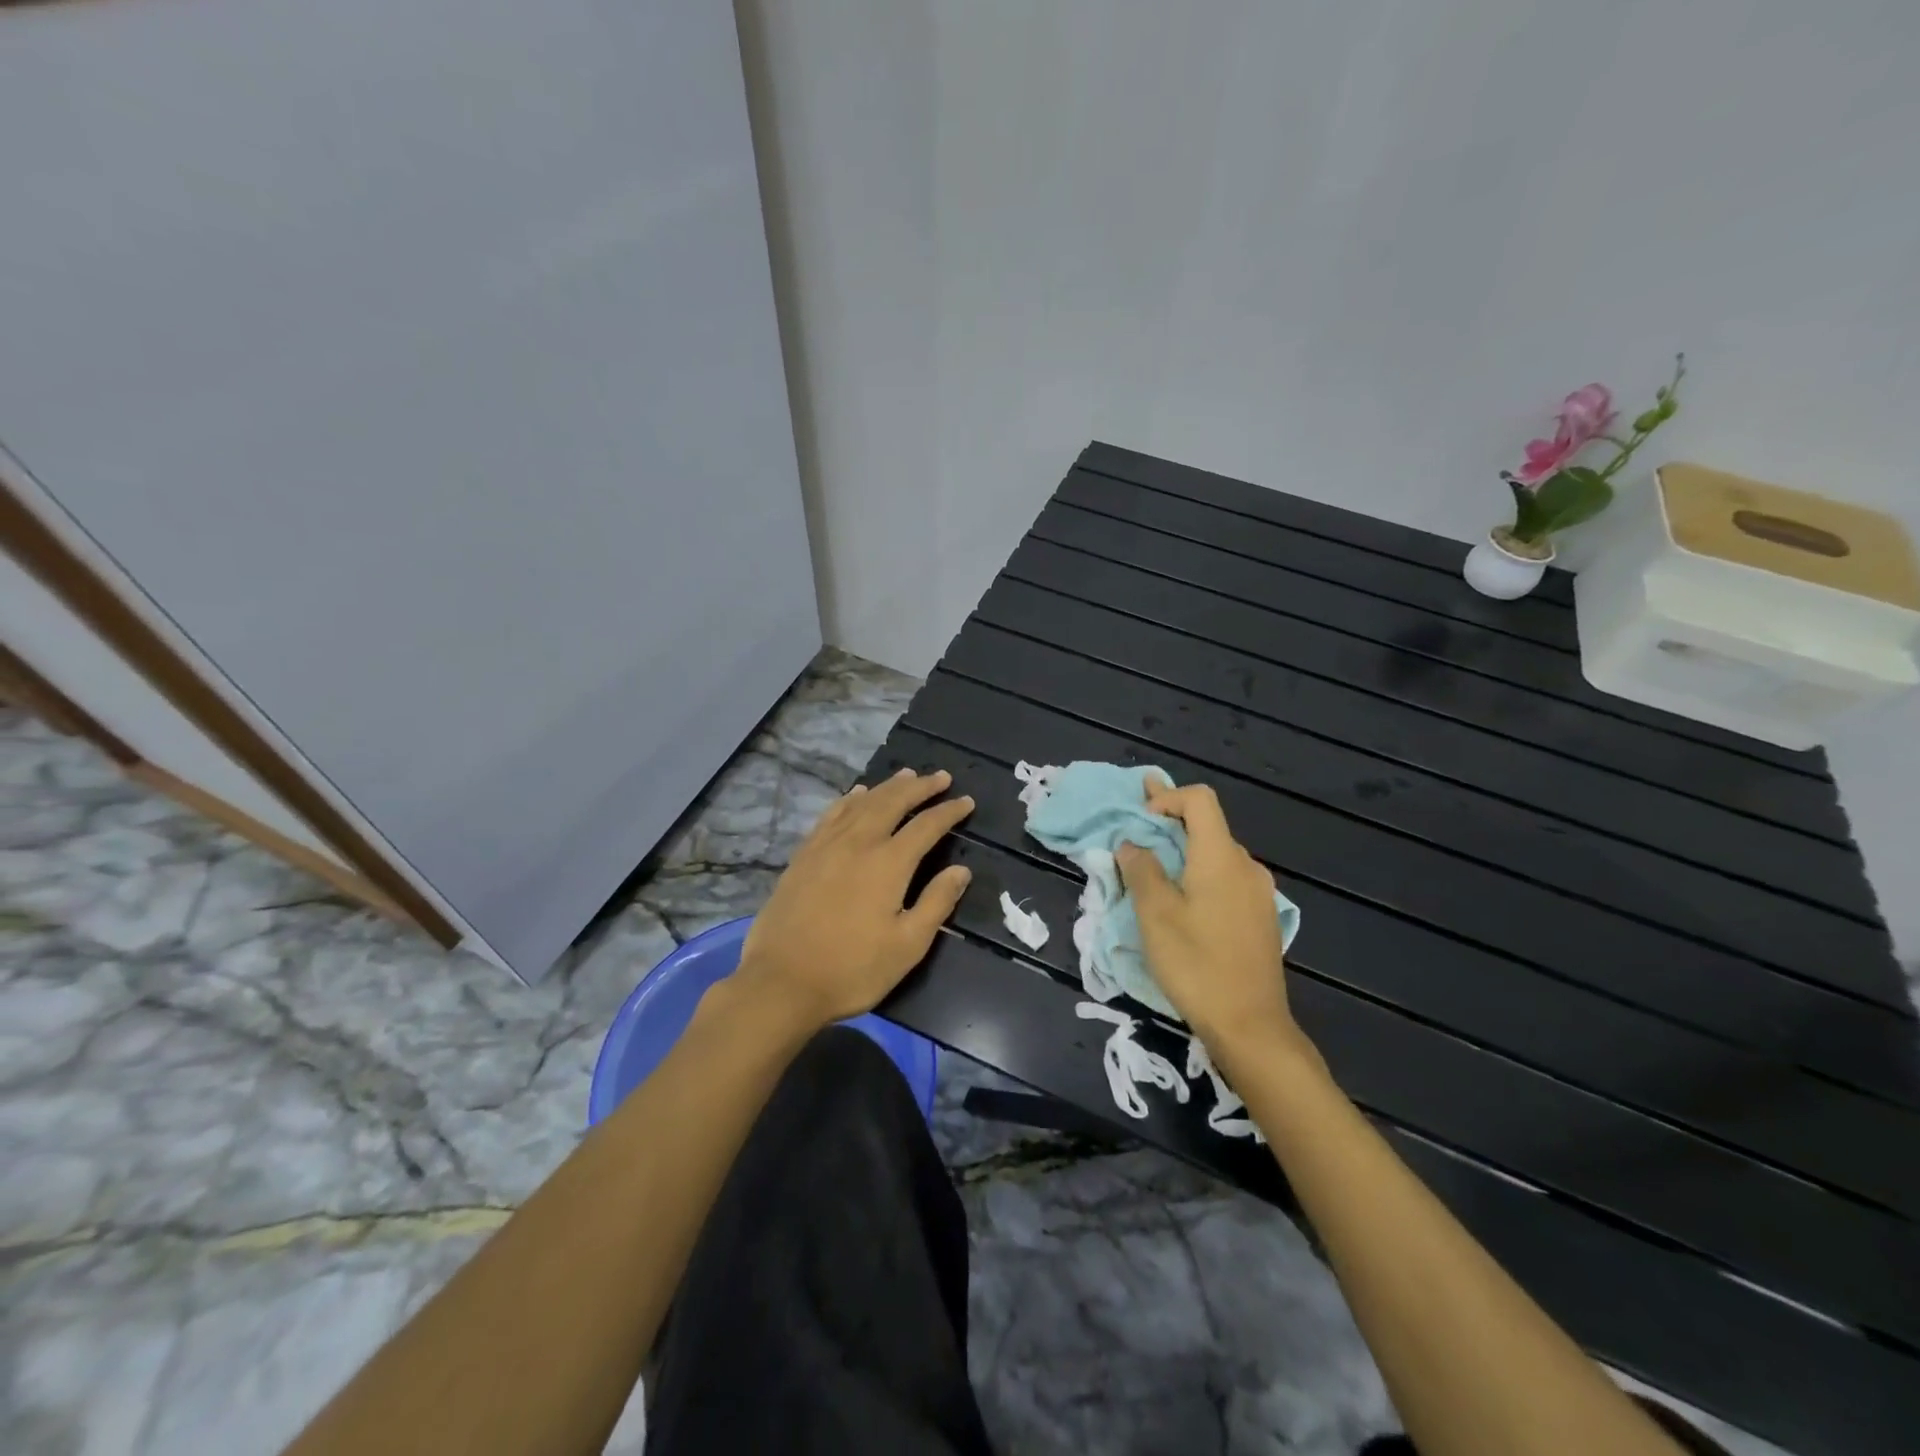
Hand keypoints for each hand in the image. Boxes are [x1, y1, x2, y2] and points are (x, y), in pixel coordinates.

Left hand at [736, 768, 974, 1028]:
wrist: (782, 982)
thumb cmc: (852, 969)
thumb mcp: (907, 946)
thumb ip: (937, 903)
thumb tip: (961, 870)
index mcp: (889, 863)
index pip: (927, 826)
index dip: (949, 811)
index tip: (967, 801)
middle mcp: (859, 843)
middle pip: (893, 802)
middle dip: (920, 787)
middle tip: (940, 777)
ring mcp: (827, 845)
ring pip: (862, 803)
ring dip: (887, 787)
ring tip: (906, 775)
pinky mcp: (804, 855)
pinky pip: (831, 814)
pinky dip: (849, 799)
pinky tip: (856, 794)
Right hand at [1117, 779, 1308, 1061]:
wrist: (1250, 1026)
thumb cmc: (1196, 965)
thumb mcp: (1155, 915)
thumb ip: (1141, 870)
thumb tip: (1132, 844)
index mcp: (1221, 857)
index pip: (1199, 800)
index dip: (1167, 797)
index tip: (1140, 820)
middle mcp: (1246, 866)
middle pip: (1208, 826)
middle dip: (1169, 824)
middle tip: (1135, 832)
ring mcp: (1259, 893)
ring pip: (1216, 856)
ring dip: (1184, 853)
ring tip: (1153, 873)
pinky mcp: (1261, 918)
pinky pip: (1227, 880)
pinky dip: (1200, 876)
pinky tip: (1183, 904)